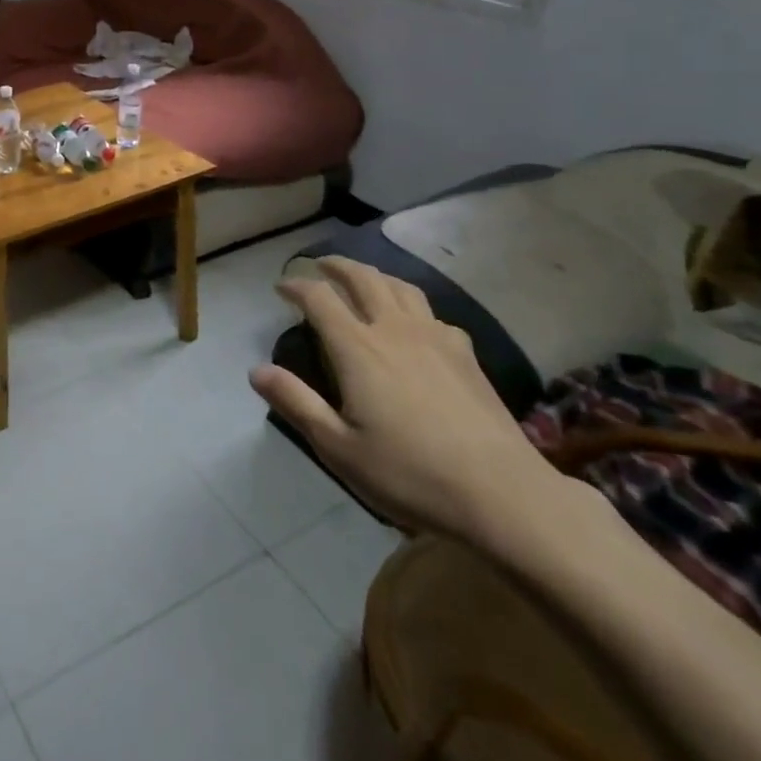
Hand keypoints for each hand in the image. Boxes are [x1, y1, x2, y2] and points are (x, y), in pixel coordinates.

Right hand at [250, 257, 561, 544]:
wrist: (503, 495)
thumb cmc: (411, 474)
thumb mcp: (339, 448)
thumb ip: (297, 403)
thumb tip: (256, 370)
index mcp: (358, 348)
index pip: (319, 298)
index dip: (296, 286)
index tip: (281, 287)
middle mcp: (393, 329)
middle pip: (363, 278)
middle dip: (336, 265)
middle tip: (320, 266)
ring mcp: (435, 338)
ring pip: (401, 287)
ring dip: (375, 276)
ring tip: (363, 280)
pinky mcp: (466, 355)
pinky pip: (433, 313)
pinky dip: (412, 306)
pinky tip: (415, 325)